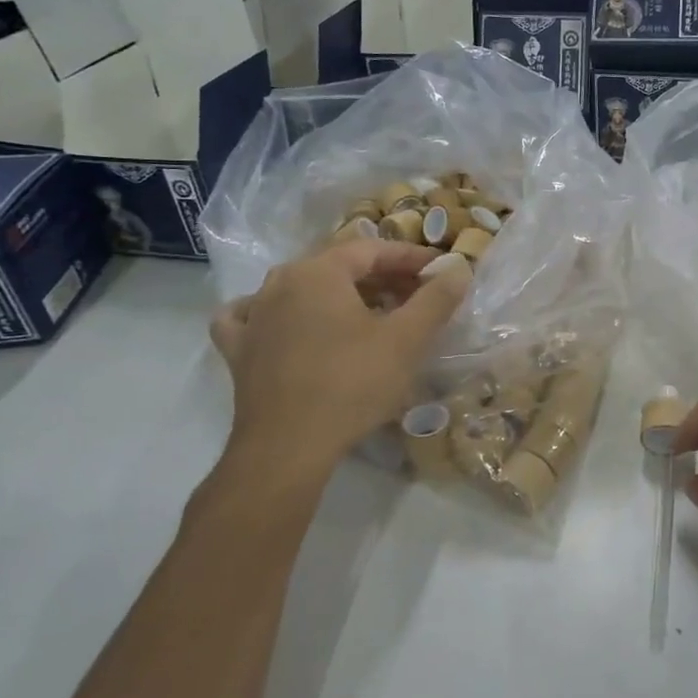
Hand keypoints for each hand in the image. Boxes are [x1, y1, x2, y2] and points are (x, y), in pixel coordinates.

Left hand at [209, 240, 470, 485]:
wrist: (287, 448)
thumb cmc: (352, 385)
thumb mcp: (407, 340)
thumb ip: (436, 299)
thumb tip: (458, 267)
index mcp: (318, 272)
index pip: (373, 249)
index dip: (411, 258)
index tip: (440, 271)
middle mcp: (279, 282)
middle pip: (339, 266)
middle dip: (382, 277)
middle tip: (416, 296)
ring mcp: (253, 316)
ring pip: (303, 289)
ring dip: (341, 294)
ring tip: (371, 314)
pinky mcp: (239, 350)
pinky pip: (256, 317)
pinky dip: (279, 314)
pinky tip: (286, 323)